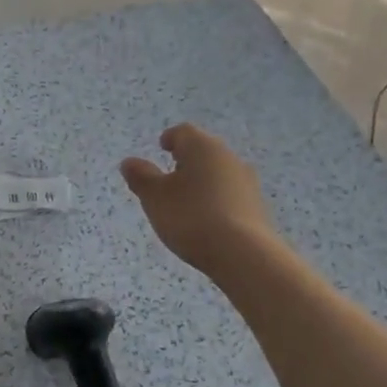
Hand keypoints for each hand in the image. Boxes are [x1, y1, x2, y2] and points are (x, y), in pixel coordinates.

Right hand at [120, 124, 273, 274]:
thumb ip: (141, 177)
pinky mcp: (257, 206)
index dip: (170, 138)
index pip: (184, 132)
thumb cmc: (191, 217)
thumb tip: (129, 162)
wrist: (243, 254)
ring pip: (219, 173)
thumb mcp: (155, 198)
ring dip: (203, 181)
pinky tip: (207, 219)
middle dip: (187, 160)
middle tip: (170, 174)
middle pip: (204, 151)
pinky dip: (216, 200)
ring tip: (186, 201)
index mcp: (202, 147)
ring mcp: (247, 182)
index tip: (162, 147)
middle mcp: (228, 157)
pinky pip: (230, 194)